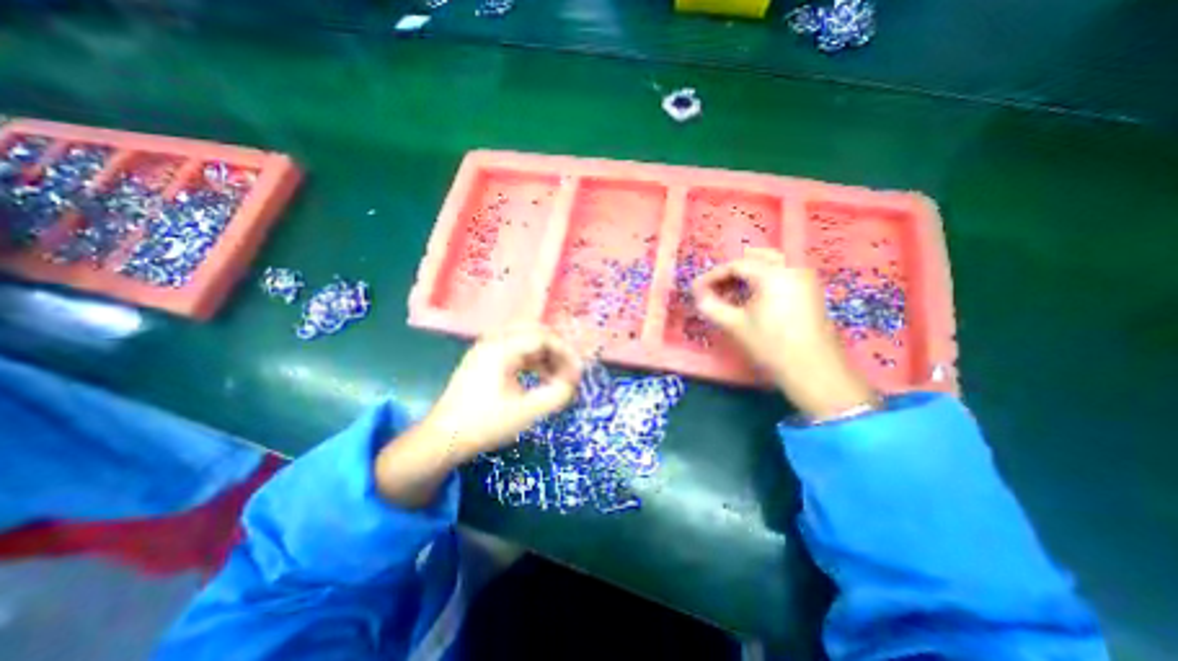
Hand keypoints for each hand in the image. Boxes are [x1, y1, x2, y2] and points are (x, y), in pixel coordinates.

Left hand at [425, 322, 585, 460]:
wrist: (443, 438)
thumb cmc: (484, 424)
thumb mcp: (526, 412)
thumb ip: (557, 395)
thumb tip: (573, 382)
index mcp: (502, 348)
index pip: (543, 337)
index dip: (565, 353)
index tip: (577, 373)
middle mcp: (493, 340)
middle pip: (535, 332)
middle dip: (557, 350)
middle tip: (569, 370)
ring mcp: (486, 348)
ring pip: (526, 339)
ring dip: (545, 354)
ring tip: (557, 376)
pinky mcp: (485, 358)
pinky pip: (516, 349)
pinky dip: (532, 360)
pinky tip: (540, 376)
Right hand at [693, 247, 878, 418]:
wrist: (814, 371)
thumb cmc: (771, 345)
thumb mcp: (735, 325)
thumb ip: (711, 306)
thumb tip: (697, 294)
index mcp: (773, 273)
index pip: (735, 265)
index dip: (712, 276)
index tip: (697, 290)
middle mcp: (792, 267)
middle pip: (754, 259)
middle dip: (731, 273)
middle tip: (714, 290)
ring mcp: (805, 278)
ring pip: (770, 265)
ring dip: (747, 276)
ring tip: (730, 295)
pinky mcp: (811, 291)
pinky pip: (782, 275)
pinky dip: (763, 281)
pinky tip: (751, 300)